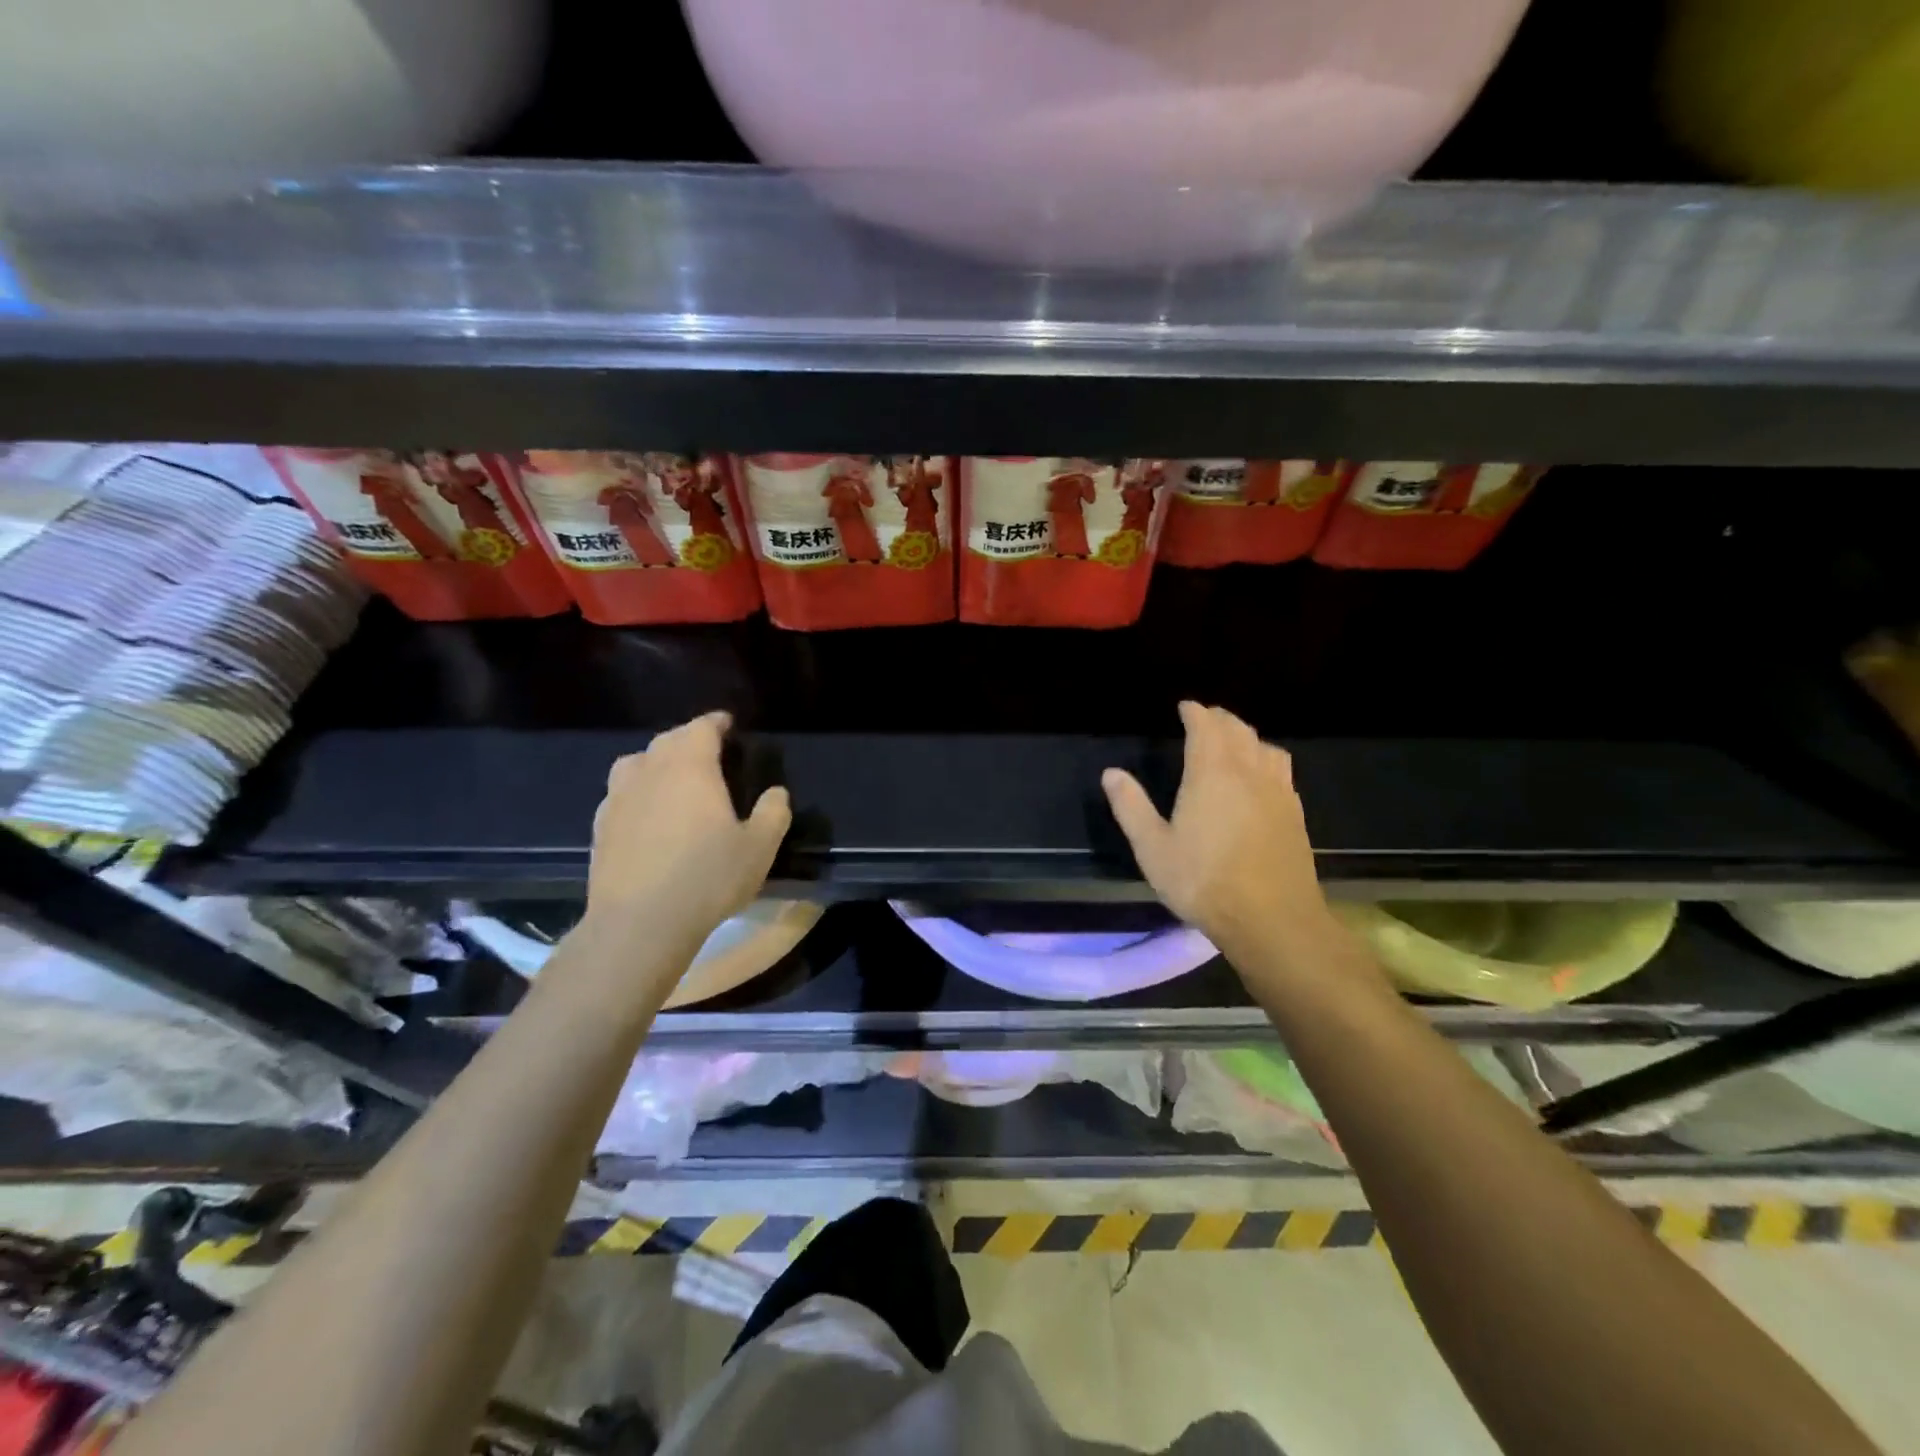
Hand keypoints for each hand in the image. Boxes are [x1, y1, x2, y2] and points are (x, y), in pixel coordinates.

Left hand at [586, 712, 791, 948]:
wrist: (639, 924)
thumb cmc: (707, 877)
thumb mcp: (759, 847)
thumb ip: (773, 813)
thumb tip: (776, 793)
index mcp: (690, 767)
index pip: (701, 728)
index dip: (716, 723)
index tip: (728, 725)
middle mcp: (650, 771)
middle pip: (667, 740)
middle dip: (688, 739)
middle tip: (707, 752)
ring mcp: (618, 798)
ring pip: (635, 763)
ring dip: (655, 761)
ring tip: (671, 777)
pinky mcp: (600, 828)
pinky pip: (619, 794)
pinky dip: (636, 792)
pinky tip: (645, 814)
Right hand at [1103, 702, 1339, 967]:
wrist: (1272, 919)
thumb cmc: (1203, 881)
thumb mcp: (1153, 848)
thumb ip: (1131, 807)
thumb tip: (1112, 773)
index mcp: (1212, 773)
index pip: (1206, 727)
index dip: (1195, 712)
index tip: (1185, 707)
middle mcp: (1249, 772)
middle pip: (1238, 730)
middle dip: (1220, 719)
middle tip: (1205, 719)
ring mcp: (1278, 792)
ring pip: (1265, 747)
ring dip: (1246, 736)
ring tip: (1234, 742)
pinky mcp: (1295, 814)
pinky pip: (1281, 770)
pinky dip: (1266, 760)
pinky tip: (1261, 778)